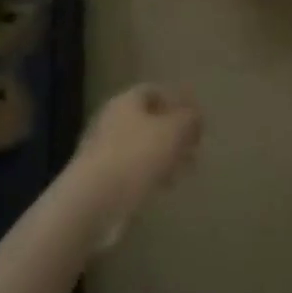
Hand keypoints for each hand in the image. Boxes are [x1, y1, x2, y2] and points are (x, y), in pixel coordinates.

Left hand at [67, 84, 202, 239]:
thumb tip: (195, 117)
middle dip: (174, 132)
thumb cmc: (137, 156)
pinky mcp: (102, 179)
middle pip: (148, 120)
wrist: (94, 201)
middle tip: (195, 146)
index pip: (154, 91)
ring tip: (186, 170)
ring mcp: (104, 151)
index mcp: (126, 101)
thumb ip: (190, 119)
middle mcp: (112, 121)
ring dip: (165, 155)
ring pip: (142, 147)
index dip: (178, 101)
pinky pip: (133, 170)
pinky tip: (165, 186)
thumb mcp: (175, 130)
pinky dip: (152, 174)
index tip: (197, 118)